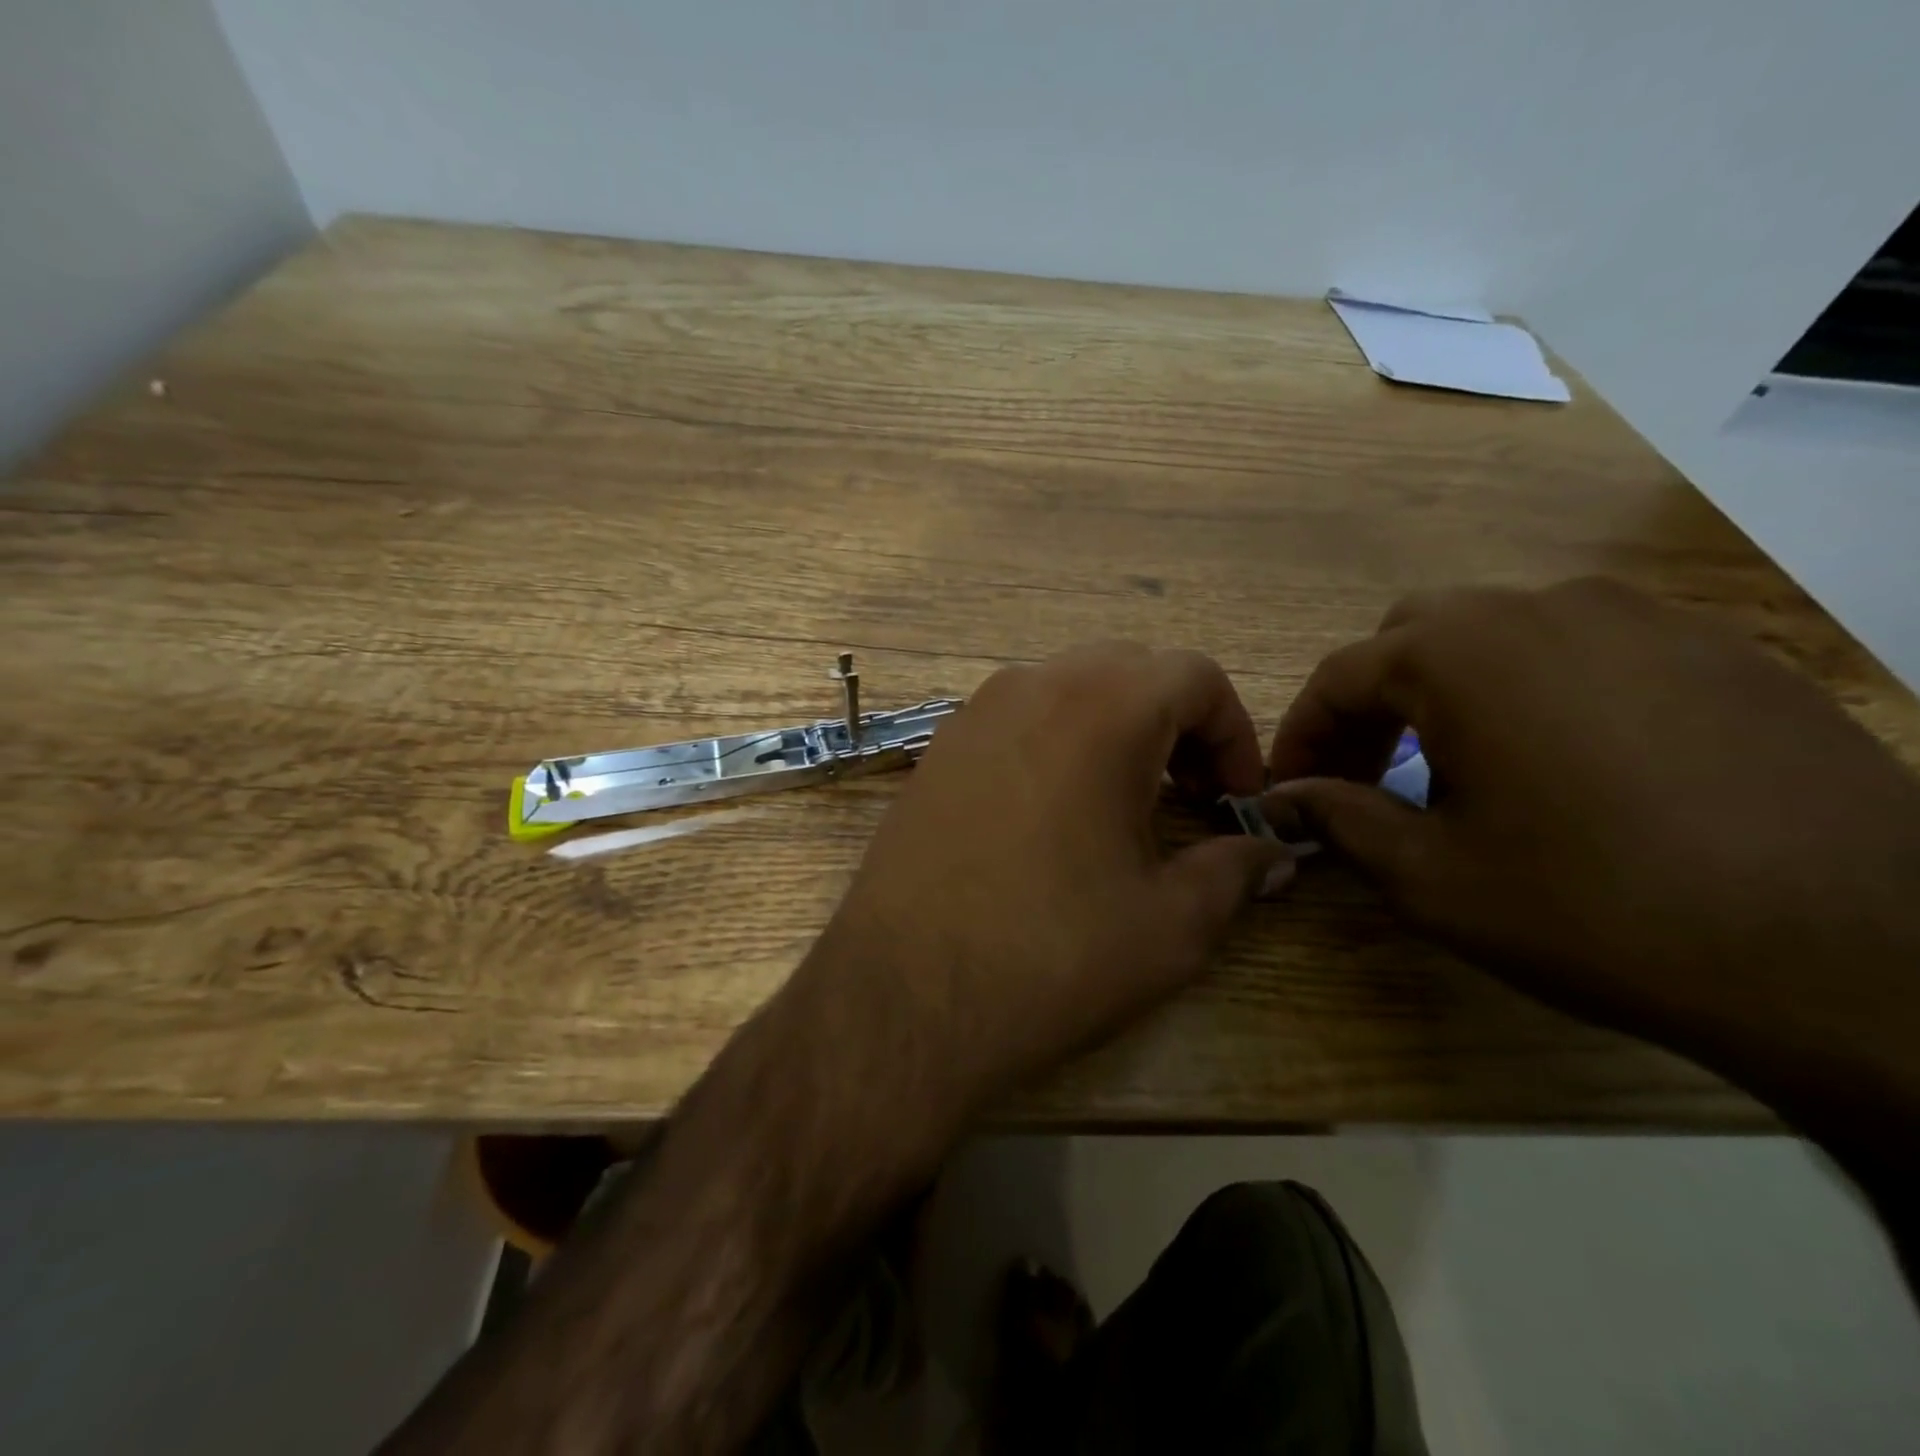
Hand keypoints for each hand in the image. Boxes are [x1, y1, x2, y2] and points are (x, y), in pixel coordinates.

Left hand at [792, 642, 1292, 1127]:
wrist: (903, 995)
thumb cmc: (1050, 956)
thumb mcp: (1170, 925)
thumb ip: (1234, 872)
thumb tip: (1271, 854)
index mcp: (1102, 709)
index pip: (1194, 675)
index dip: (1233, 732)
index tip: (1235, 800)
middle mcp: (1031, 688)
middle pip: (1129, 670)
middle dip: (1175, 723)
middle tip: (1187, 797)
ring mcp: (972, 715)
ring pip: (1067, 689)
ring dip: (1113, 729)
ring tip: (1122, 806)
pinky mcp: (935, 752)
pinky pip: (1015, 720)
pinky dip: (1055, 743)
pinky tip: (1050, 817)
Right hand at [1264, 578, 1919, 1089]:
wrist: (1861, 956)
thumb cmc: (1597, 908)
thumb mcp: (1432, 877)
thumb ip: (1341, 818)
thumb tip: (1286, 796)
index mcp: (1460, 654)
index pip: (1339, 676)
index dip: (1300, 734)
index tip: (1287, 787)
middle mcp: (1542, 607)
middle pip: (1413, 637)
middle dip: (1373, 703)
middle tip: (1368, 774)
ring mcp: (1641, 618)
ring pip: (1500, 635)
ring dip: (1451, 692)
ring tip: (1461, 770)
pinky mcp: (1717, 648)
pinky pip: (1586, 650)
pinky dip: (1537, 692)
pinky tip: (1563, 765)